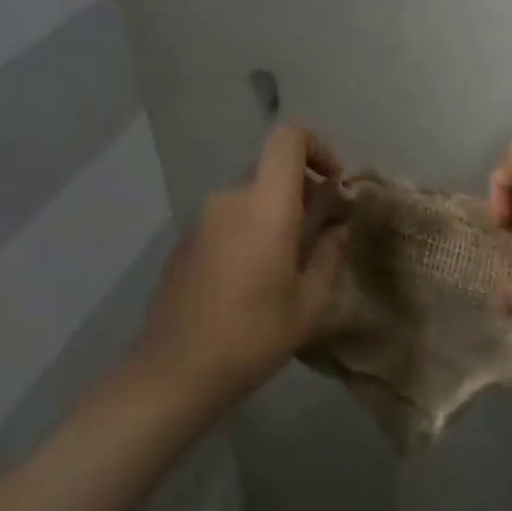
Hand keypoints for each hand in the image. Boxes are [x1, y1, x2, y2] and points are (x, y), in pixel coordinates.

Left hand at [134, 123, 349, 402]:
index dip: (318, 146)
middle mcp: (230, 199)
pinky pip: (229, 217)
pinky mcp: (186, 240)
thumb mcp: (309, 303)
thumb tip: (339, 226)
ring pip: (252, 195)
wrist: (172, 373)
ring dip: (277, 213)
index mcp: (265, 206)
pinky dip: (251, 228)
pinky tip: (253, 279)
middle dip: (304, 190)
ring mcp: (202, 218)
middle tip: (321, 234)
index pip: (288, 137)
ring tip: (289, 263)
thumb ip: (330, 254)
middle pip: (272, 168)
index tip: (334, 184)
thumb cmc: (251, 337)